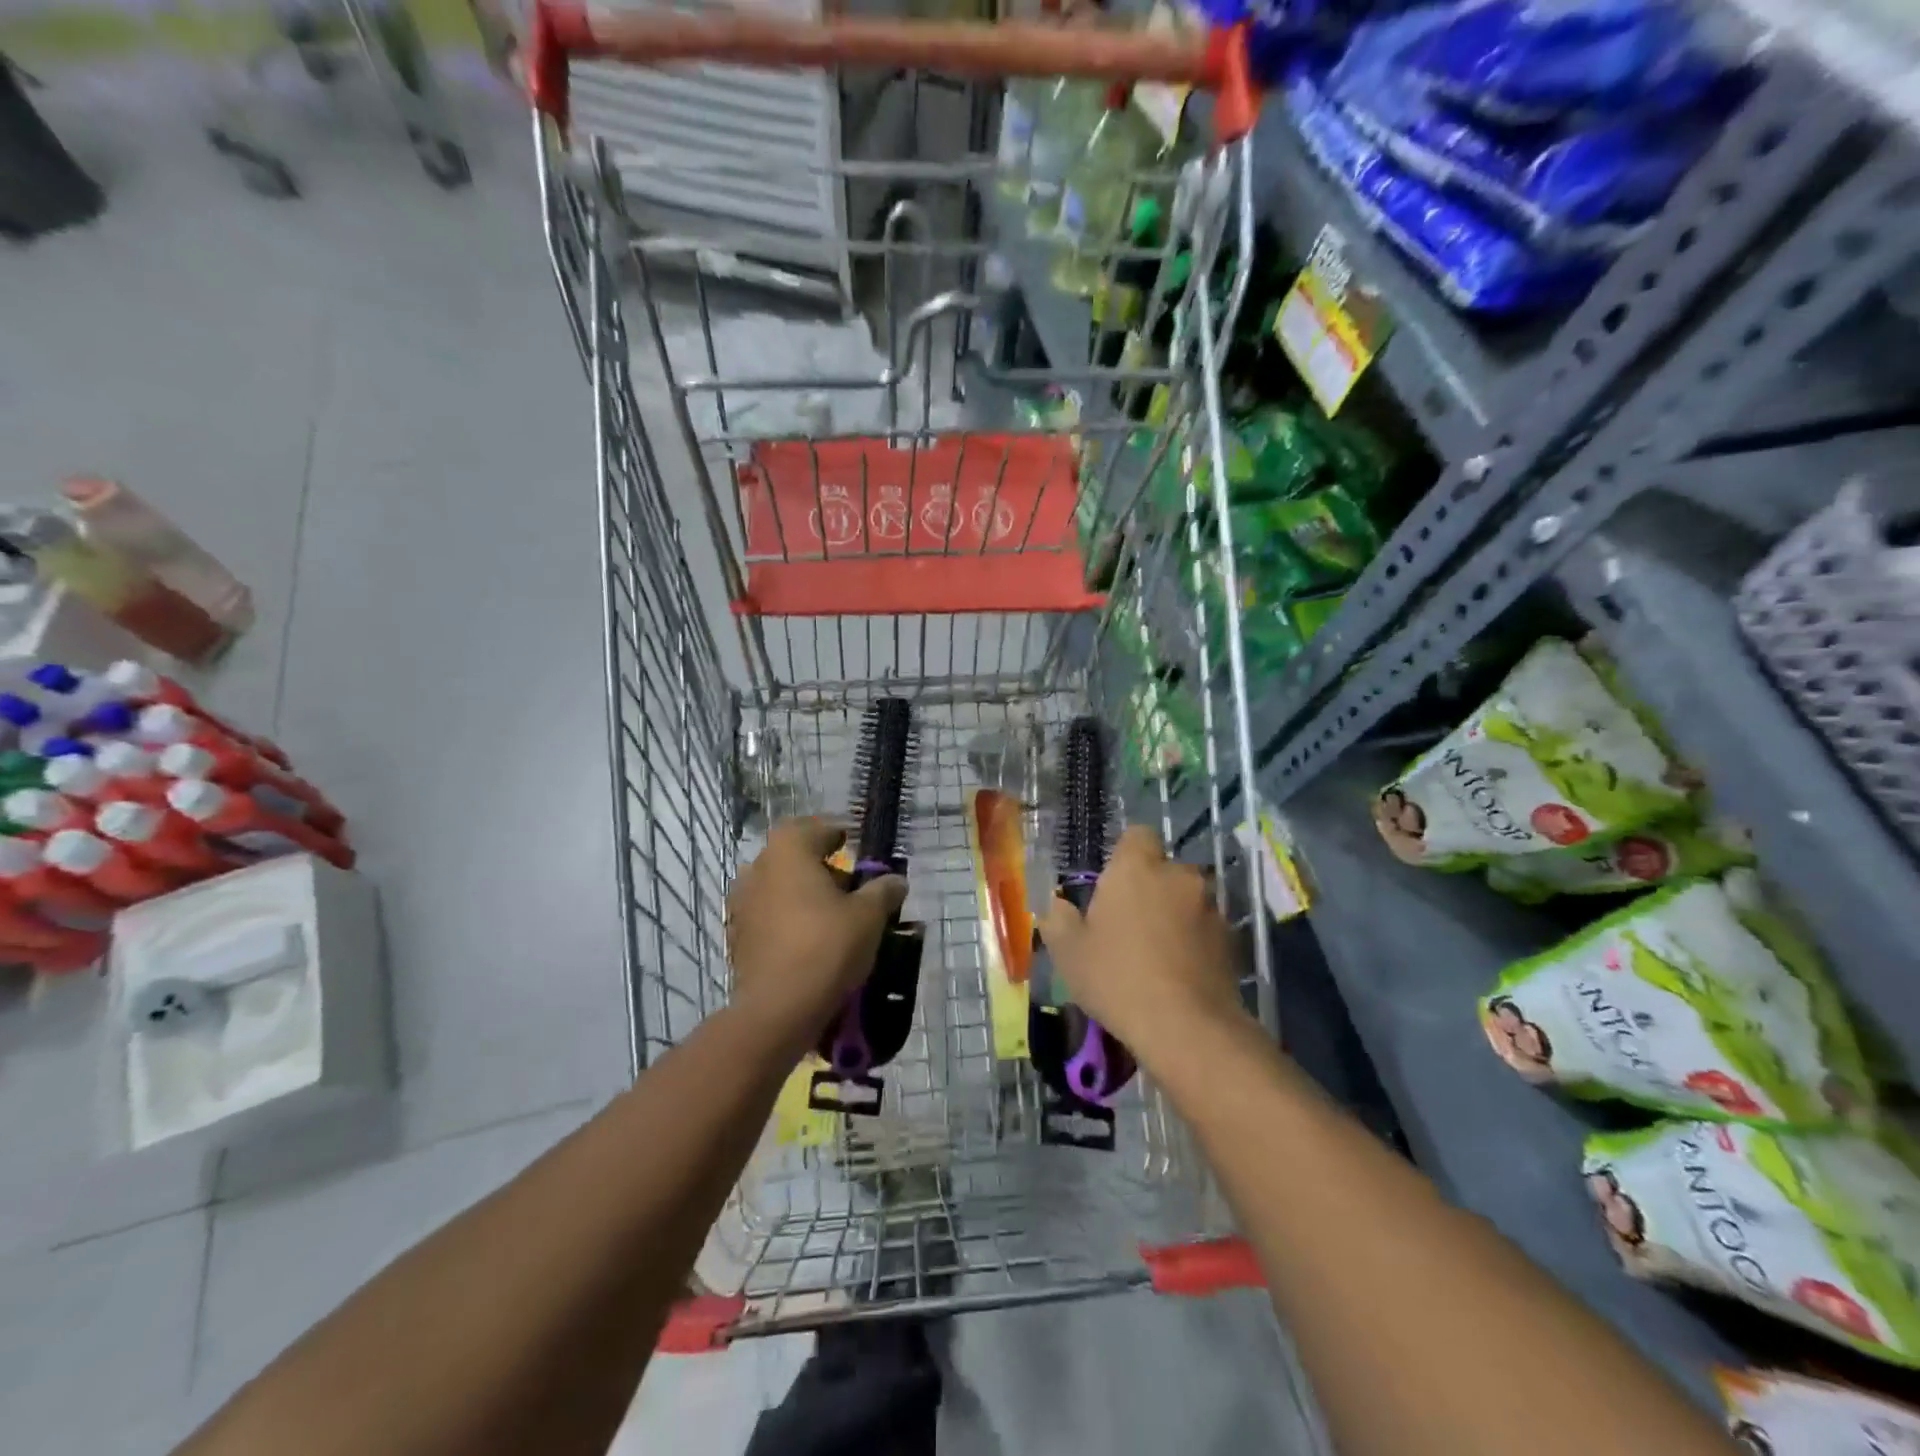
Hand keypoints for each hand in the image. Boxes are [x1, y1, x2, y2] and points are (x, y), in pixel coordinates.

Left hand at [725, 817, 906, 1055]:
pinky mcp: (737, 935)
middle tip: (850, 887)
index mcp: (788, 850)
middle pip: (794, 857)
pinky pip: (768, 915)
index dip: (837, 836)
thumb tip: (896, 880)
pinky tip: (808, 940)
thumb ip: (883, 891)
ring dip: (802, 894)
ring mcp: (742, 902)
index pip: (815, 829)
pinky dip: (787, 919)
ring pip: (779, 887)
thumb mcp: (869, 916)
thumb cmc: (826, 946)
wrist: (778, 1008)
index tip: (854, 847)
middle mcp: (758, 867)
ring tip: (831, 916)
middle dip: (821, 868)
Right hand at [1039, 825, 1246, 1063]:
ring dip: (1174, 914)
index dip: (1125, 856)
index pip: (1137, 835)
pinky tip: (1180, 972)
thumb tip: (1060, 906)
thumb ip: (1058, 918)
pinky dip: (1194, 940)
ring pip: (1187, 898)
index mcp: (1137, 867)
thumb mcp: (1067, 951)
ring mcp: (1210, 905)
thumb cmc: (1117, 977)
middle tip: (1129, 924)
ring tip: (1157, 953)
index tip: (1112, 886)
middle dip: (1150, 888)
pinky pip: (1205, 927)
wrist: (1186, 1027)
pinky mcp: (1231, 937)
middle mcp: (1178, 875)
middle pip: (1163, 869)